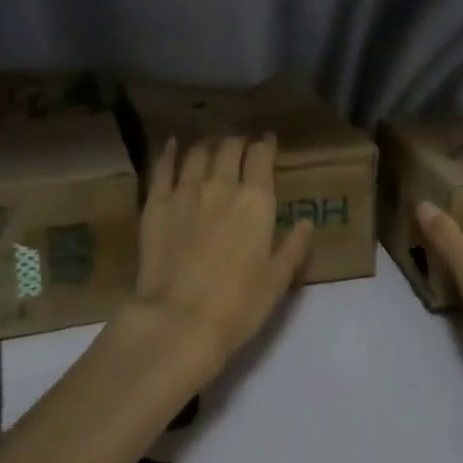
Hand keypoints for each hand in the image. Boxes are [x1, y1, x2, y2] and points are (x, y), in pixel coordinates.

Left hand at [132, 134, 314, 374]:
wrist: (179, 320)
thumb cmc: (238, 305)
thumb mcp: (277, 280)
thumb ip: (294, 247)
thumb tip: (307, 222)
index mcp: (256, 201)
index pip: (262, 157)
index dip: (266, 145)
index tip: (267, 141)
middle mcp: (221, 186)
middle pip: (229, 149)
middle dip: (237, 141)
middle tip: (240, 143)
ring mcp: (184, 192)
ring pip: (197, 154)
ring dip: (208, 144)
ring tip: (211, 144)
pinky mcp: (155, 205)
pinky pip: (163, 168)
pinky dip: (170, 152)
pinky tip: (172, 145)